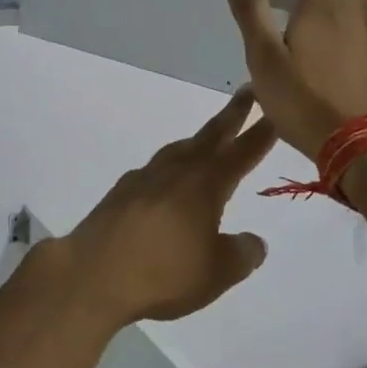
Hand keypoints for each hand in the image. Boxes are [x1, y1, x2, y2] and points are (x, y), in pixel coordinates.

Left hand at [38, 88, 277, 327]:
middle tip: (247, 92)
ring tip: (209, 138)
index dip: (260, 134)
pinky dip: (170, 165)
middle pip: (209, 137)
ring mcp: (144, 179)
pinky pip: (154, 169)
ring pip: (178, 149)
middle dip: (231, 115)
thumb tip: (253, 241)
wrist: (92, 275)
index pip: (240, 153)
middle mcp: (175, 172)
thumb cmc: (163, 274)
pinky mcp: (120, 193)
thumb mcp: (217, 274)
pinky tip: (167, 179)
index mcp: (204, 186)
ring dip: (199, 139)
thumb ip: (242, 254)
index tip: (274, 112)